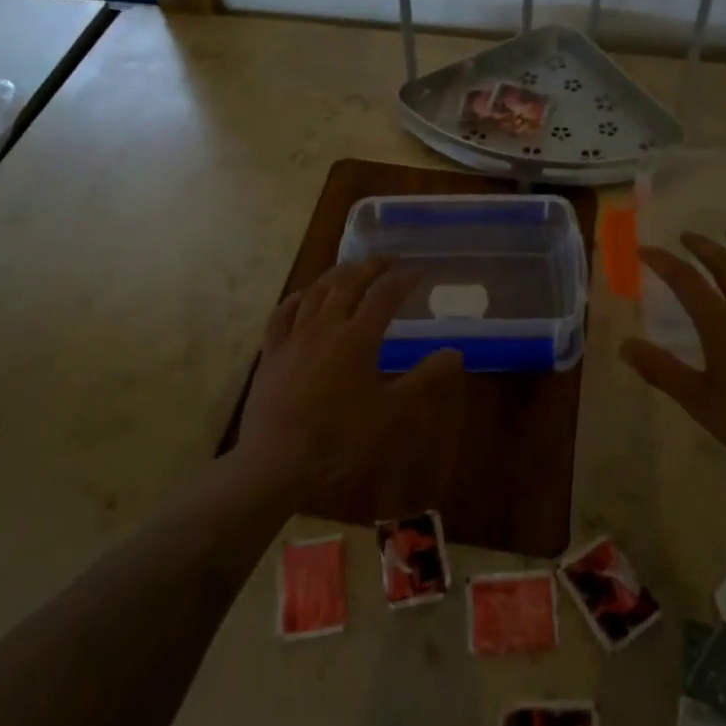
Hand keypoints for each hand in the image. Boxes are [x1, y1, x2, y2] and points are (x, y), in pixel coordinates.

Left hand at [238, 258, 463, 507]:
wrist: (277, 464)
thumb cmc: (340, 440)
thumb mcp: (391, 413)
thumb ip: (423, 379)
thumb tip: (454, 351)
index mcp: (357, 338)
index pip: (385, 296)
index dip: (403, 280)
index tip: (419, 271)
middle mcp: (325, 327)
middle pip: (348, 283)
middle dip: (370, 267)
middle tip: (388, 260)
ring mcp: (294, 337)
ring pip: (315, 292)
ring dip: (336, 275)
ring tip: (350, 269)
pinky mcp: (271, 353)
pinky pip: (282, 314)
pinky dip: (297, 298)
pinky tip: (303, 296)